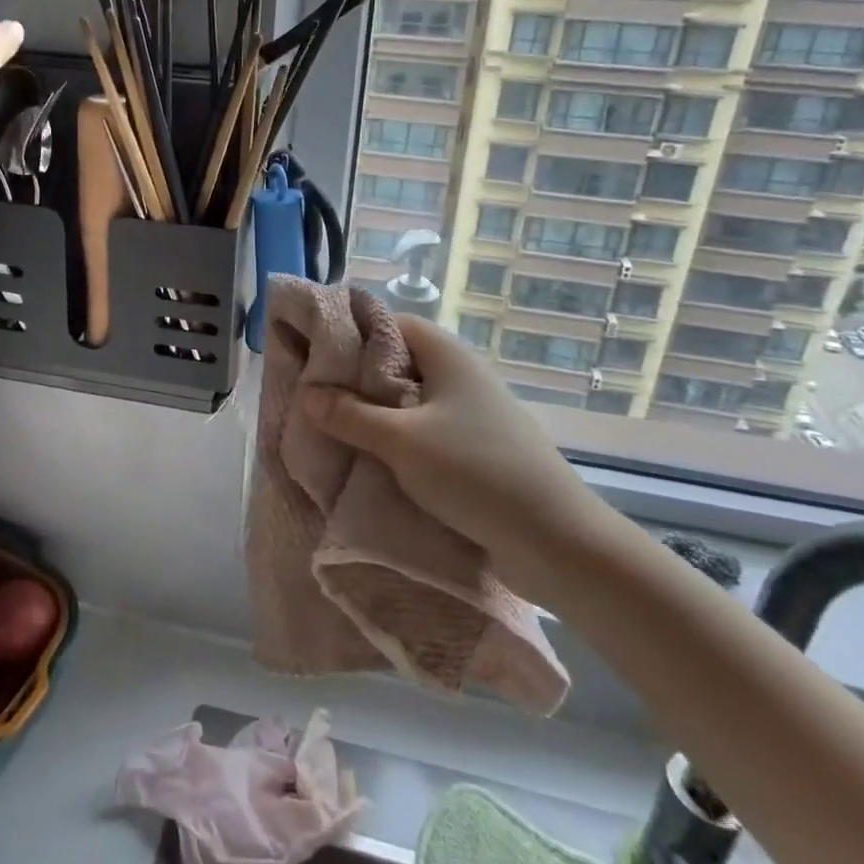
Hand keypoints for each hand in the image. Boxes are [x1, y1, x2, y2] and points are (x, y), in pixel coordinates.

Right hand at [302, 314, 624, 607]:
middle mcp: (461, 376)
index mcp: (446, 355)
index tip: (316, 353)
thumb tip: (308, 392)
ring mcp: (473, 414)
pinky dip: (399, 440)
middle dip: (357, 378)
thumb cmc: (474, 471)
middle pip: (398, 363)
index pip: (390, 323)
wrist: (556, 540)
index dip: (352, 332)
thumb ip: (350, 415)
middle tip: (317, 396)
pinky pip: (427, 432)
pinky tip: (375, 460)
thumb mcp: (401, 441)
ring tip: (336, 429)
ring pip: (411, 401)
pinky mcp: (479, 450)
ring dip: (376, 414)